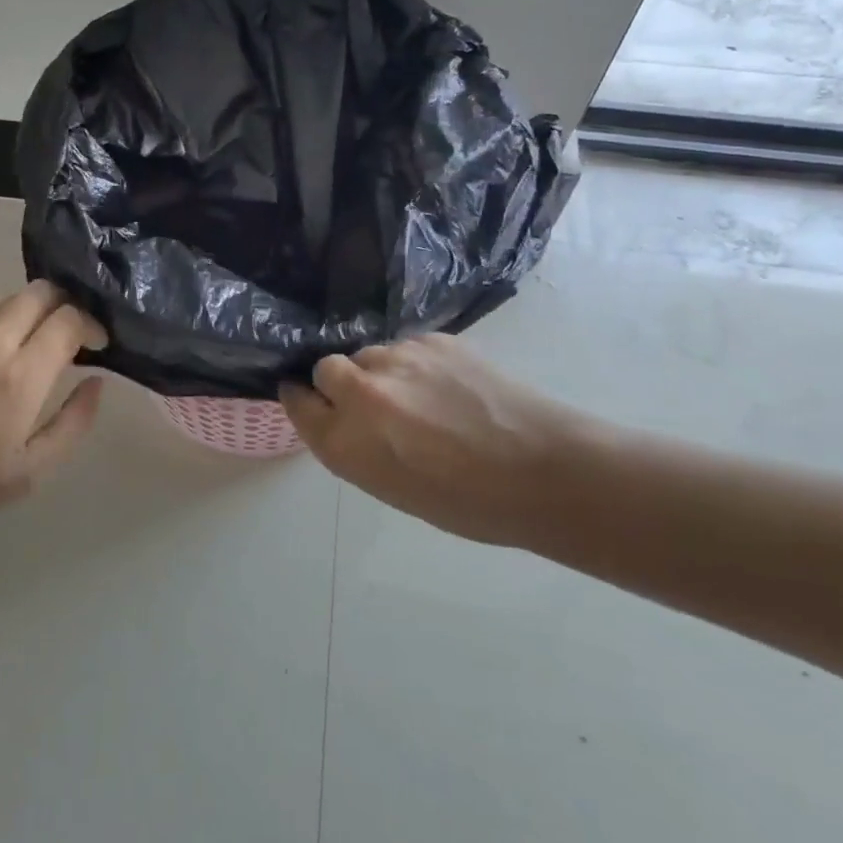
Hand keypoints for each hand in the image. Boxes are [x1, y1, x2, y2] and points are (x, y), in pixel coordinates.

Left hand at [0, 282, 106, 524]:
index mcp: (21, 375)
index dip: (92, 324)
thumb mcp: (30, 471)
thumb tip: (95, 383)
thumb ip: (72, 423)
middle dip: (67, 304)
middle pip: (41, 292)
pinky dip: (4, 323)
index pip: (68, 319)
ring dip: (35, 311)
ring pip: (11, 299)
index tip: (98, 345)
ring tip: (38, 341)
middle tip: (73, 332)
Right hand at [280, 334, 599, 544]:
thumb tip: (343, 416)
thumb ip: (353, 446)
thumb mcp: (391, 488)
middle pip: (326, 368)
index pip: (297, 402)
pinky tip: (447, 386)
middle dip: (339, 382)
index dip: (303, 400)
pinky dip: (416, 364)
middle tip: (373, 404)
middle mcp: (362, 393)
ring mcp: (399, 359)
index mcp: (346, 442)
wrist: (544, 470)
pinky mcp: (434, 339)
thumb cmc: (467, 502)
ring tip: (419, 397)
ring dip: (381, 372)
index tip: (312, 402)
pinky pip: (406, 347)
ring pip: (369, 354)